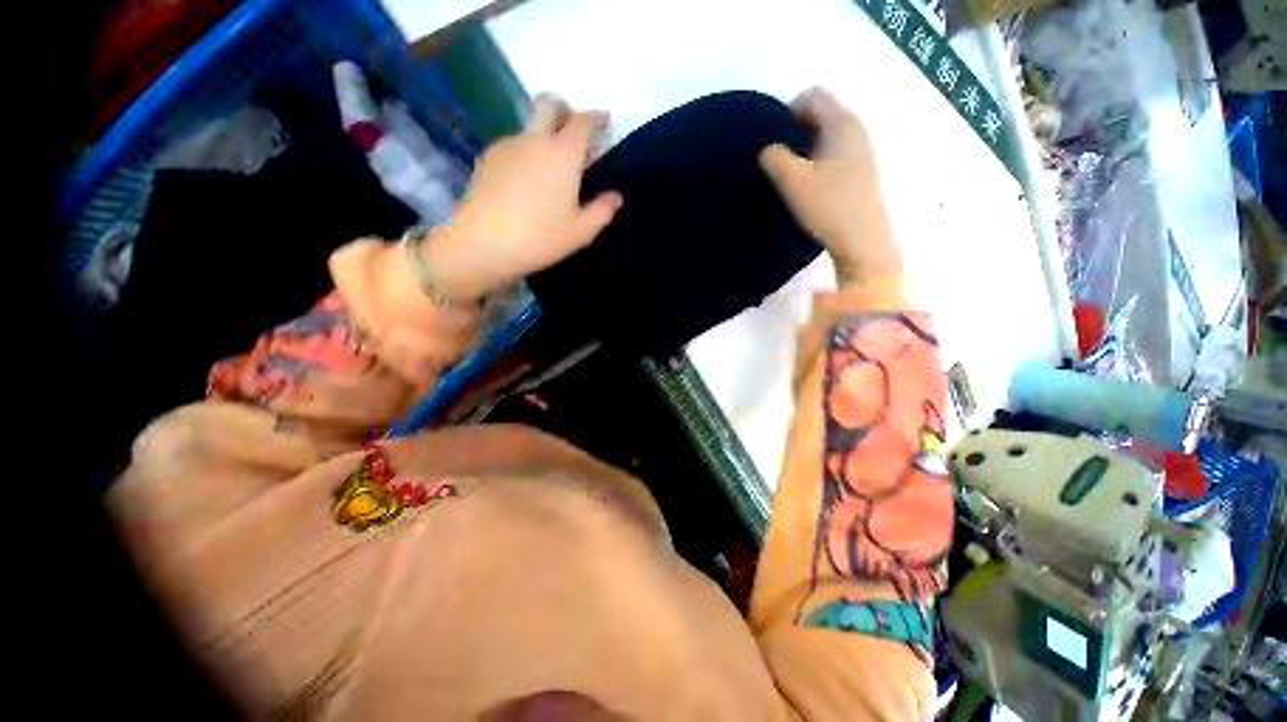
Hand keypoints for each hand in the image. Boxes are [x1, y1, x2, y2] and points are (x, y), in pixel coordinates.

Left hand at [423, 94, 622, 300]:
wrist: (483, 244)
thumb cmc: (540, 238)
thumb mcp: (581, 232)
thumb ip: (602, 210)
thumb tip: (616, 196)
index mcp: (562, 154)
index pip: (582, 122)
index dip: (596, 119)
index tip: (605, 123)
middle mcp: (534, 140)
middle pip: (548, 104)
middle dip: (565, 111)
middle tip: (575, 134)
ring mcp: (507, 145)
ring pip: (530, 128)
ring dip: (544, 137)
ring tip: (550, 171)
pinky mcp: (487, 158)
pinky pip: (514, 145)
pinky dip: (526, 153)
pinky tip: (526, 183)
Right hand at [759, 88, 901, 286]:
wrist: (862, 241)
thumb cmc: (828, 206)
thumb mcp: (793, 181)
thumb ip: (774, 158)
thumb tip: (768, 150)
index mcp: (842, 123)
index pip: (812, 96)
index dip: (787, 110)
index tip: (773, 138)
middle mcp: (856, 130)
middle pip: (821, 114)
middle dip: (795, 129)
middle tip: (777, 157)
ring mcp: (861, 152)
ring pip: (827, 135)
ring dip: (805, 147)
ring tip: (790, 174)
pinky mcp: (861, 173)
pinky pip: (834, 153)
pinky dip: (817, 161)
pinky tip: (809, 186)